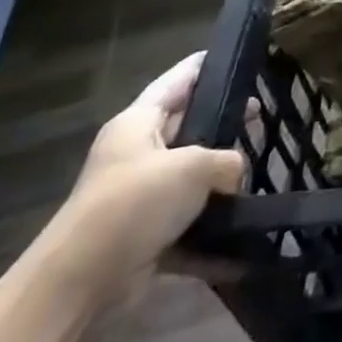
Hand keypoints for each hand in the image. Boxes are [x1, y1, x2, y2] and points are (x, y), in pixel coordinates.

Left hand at [47, 53, 244, 296]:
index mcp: (138, 123)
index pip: (179, 80)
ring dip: (221, 178)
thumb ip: (227, 160)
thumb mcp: (193, 166)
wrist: (80, 283)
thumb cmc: (134, 203)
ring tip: (259, 170)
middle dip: (224, 123)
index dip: (208, 65)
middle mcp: (136, 153)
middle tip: (262, 117)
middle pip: (188, 126)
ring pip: (191, 176)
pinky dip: (213, 227)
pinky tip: (244, 230)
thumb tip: (234, 176)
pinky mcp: (145, 234)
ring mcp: (140, 196)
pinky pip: (188, 222)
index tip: (240, 57)